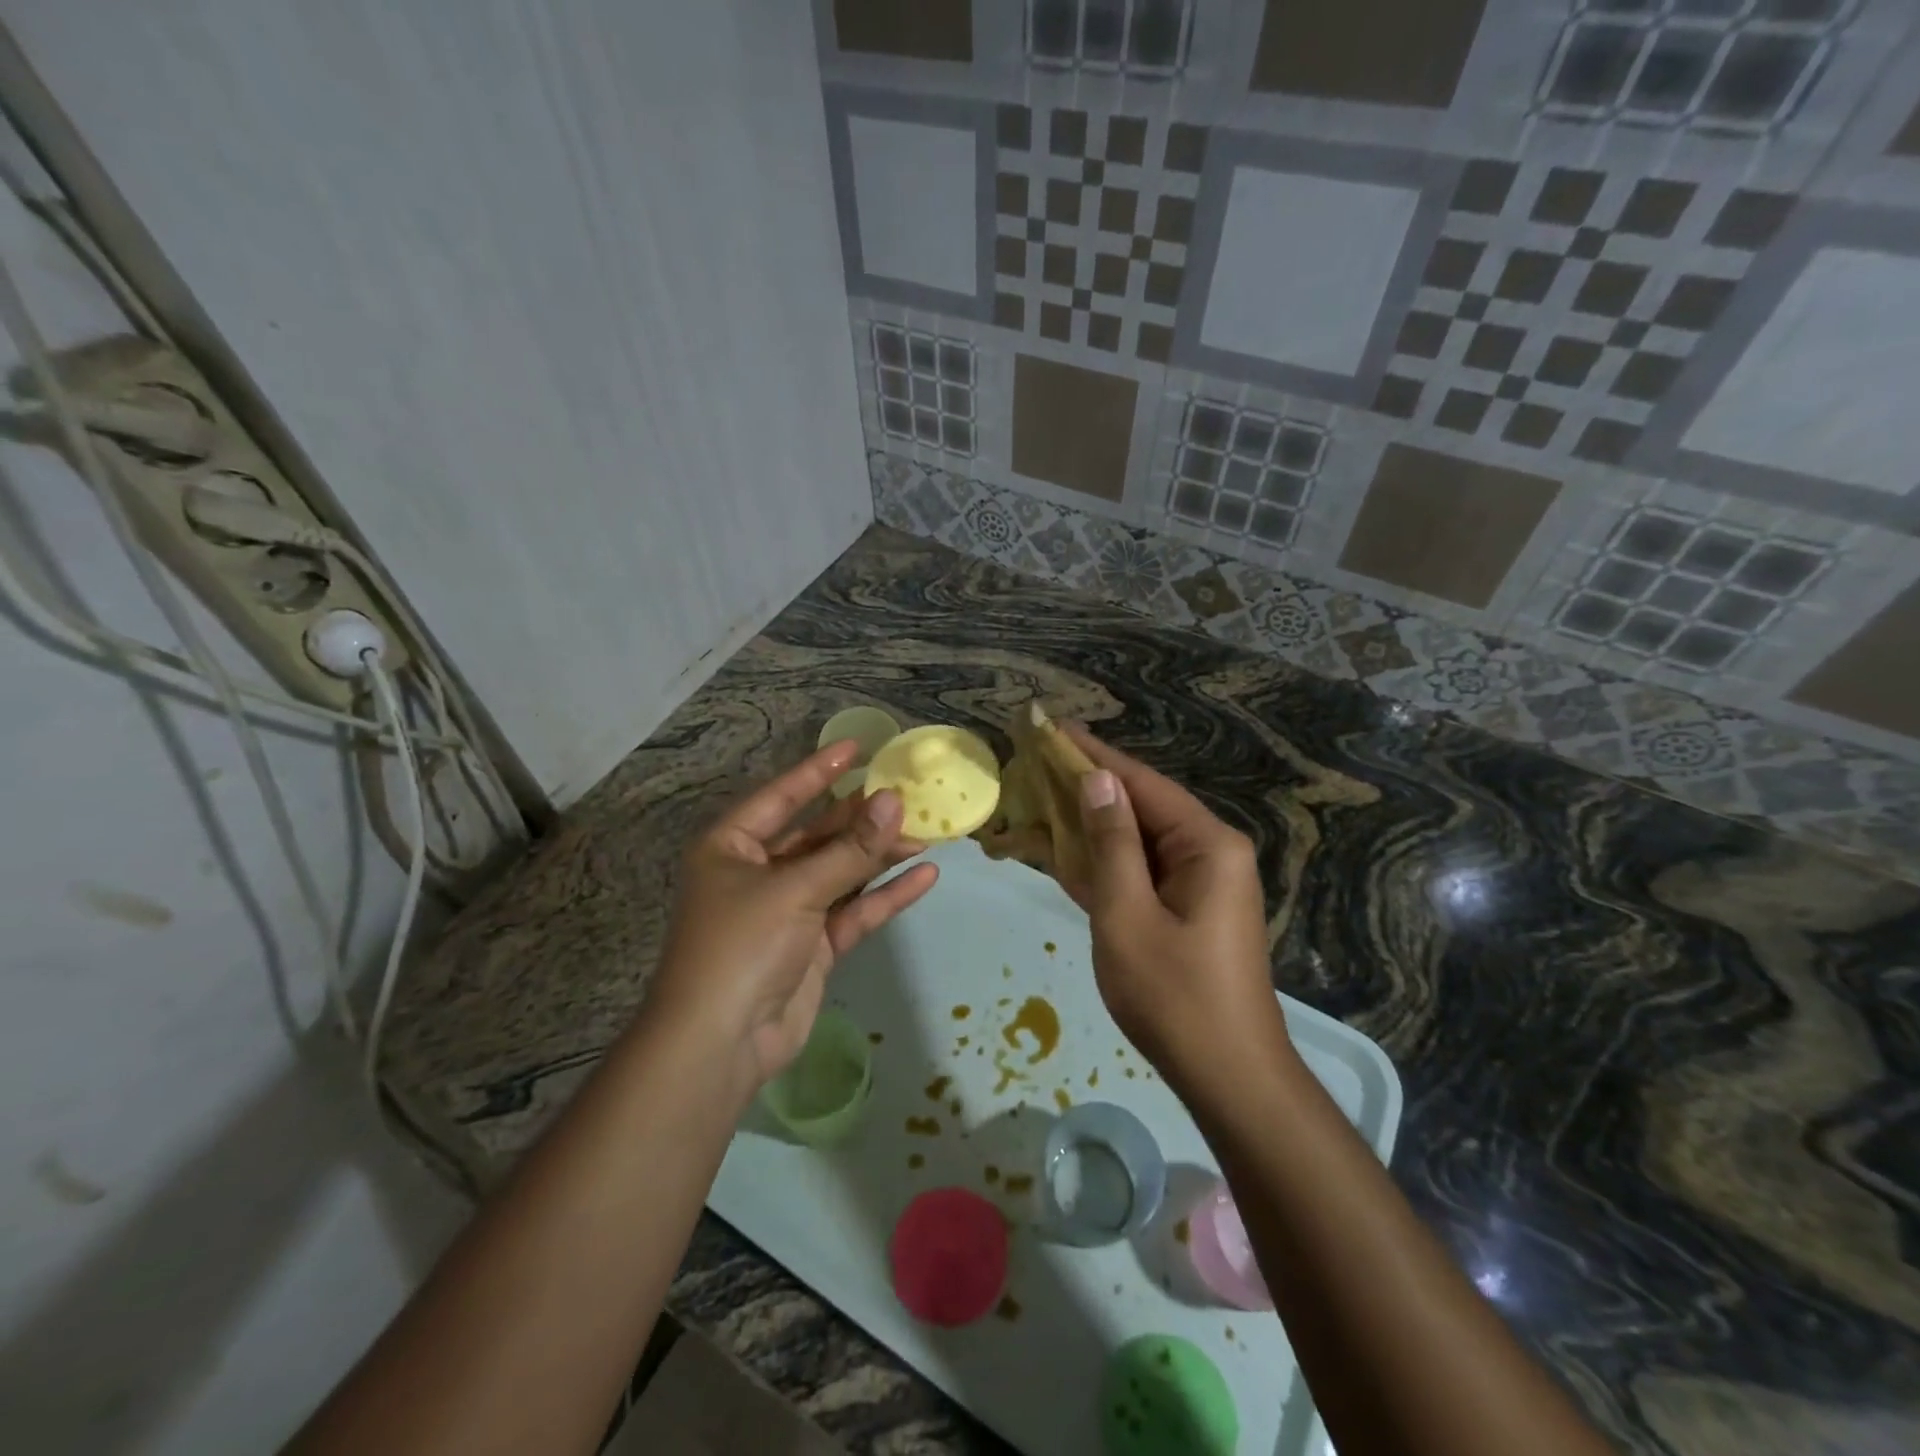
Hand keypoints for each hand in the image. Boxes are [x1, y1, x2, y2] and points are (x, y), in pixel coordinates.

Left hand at [649, 741, 937, 1094]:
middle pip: (819, 834)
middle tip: (910, 798)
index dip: (820, 770)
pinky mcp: (812, 946)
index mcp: (733, 846)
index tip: (859, 747)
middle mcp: (759, 871)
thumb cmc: (742, 946)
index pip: (783, 795)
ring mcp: (788, 910)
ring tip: (927, 835)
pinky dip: (885, 895)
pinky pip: (853, 910)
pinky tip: (924, 877)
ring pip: (841, 872)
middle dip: (863, 818)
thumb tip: (894, 801)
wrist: (721, 1044)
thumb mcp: (796, 888)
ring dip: (880, 856)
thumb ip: (850, 848)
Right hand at [1062, 725, 1288, 1084]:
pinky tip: (1062, 850)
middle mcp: (1208, 851)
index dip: (1093, 755)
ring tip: (1036, 801)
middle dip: (1084, 789)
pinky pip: (1139, 871)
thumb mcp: (1128, 915)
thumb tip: (1096, 780)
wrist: (1227, 1077)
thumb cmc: (1174, 996)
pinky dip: (1102, 862)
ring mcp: (1199, 881)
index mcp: (1206, 844)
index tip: (1052, 728)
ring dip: (1088, 826)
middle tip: (1032, 767)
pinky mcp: (1186, 907)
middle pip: (1138, 806)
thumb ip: (1111, 843)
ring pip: (1135, 839)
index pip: (1141, 783)